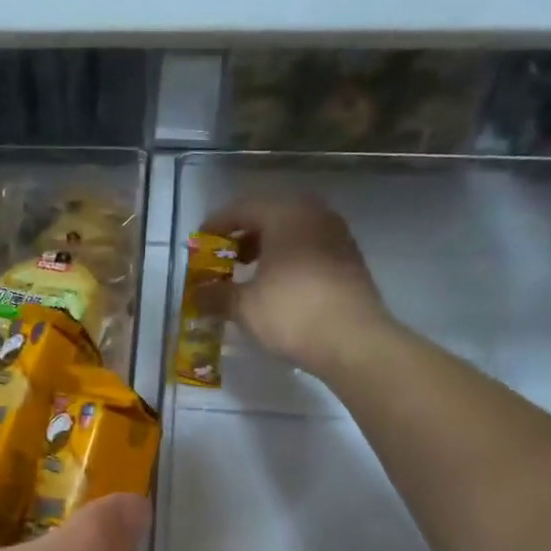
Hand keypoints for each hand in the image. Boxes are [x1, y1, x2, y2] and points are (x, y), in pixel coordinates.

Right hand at [201, 195, 391, 380]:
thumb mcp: (244, 306)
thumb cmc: (293, 313)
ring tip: (246, 275)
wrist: (355, 342)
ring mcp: (337, 236)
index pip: (242, 208)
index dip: (216, 226)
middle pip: (269, 217)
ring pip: (291, 234)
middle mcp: (315, 215)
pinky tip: (275, 287)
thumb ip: (215, 295)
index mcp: (286, 214)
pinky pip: (309, 250)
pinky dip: (287, 261)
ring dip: (266, 250)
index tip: (199, 244)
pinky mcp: (349, 261)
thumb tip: (195, 295)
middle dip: (242, 238)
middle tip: (222, 259)